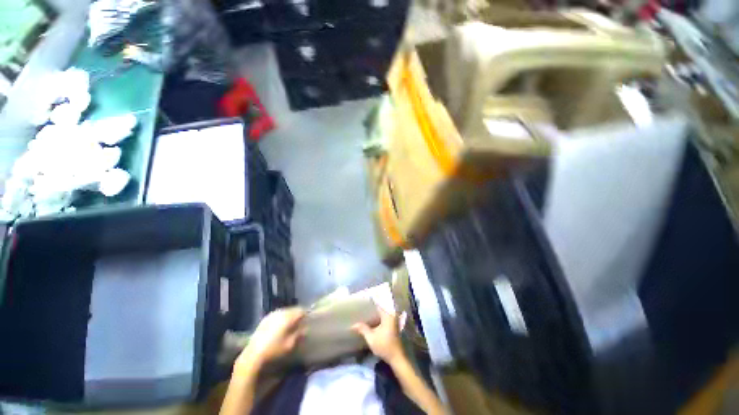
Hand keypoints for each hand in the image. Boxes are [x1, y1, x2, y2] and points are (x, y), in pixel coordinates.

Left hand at [236, 307, 305, 371]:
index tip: (307, 320)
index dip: (306, 314)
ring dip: (289, 315)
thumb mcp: (290, 344)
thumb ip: (299, 334)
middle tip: (300, 322)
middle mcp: (280, 312)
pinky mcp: (265, 318)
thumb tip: (305, 328)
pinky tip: (280, 326)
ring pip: (285, 311)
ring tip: (291, 324)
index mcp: (288, 317)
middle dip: (297, 314)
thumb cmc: (274, 350)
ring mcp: (272, 314)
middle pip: (293, 309)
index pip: (301, 310)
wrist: (253, 354)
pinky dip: (281, 318)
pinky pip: (278, 314)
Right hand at [352, 306, 404, 365]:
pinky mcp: (393, 325)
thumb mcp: (371, 338)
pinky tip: (371, 321)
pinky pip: (384, 317)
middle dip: (371, 308)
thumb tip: (353, 325)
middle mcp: (392, 315)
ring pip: (382, 313)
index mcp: (388, 315)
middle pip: (380, 308)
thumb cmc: (384, 346)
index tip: (362, 301)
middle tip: (361, 307)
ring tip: (364, 313)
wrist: (396, 358)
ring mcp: (393, 320)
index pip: (378, 304)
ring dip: (374, 313)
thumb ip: (363, 329)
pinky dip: (378, 318)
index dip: (370, 302)